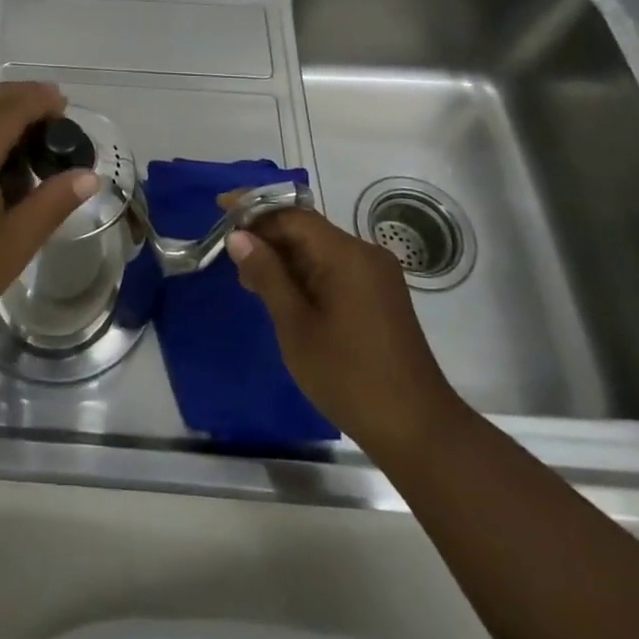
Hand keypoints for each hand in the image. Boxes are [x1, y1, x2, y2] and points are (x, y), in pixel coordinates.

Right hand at [226, 210, 466, 462]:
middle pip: (306, 229)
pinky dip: (305, 274)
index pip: (292, 215)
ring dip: (284, 257)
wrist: (418, 430)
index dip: (254, 209)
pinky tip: (282, 293)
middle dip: (266, 235)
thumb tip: (238, 236)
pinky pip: (334, 269)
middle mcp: (365, 254)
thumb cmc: (348, 376)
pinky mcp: (379, 296)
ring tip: (249, 278)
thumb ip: (266, 274)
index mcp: (346, 254)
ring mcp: (376, 276)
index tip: (221, 208)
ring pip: (319, 250)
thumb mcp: (295, 325)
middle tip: (229, 253)